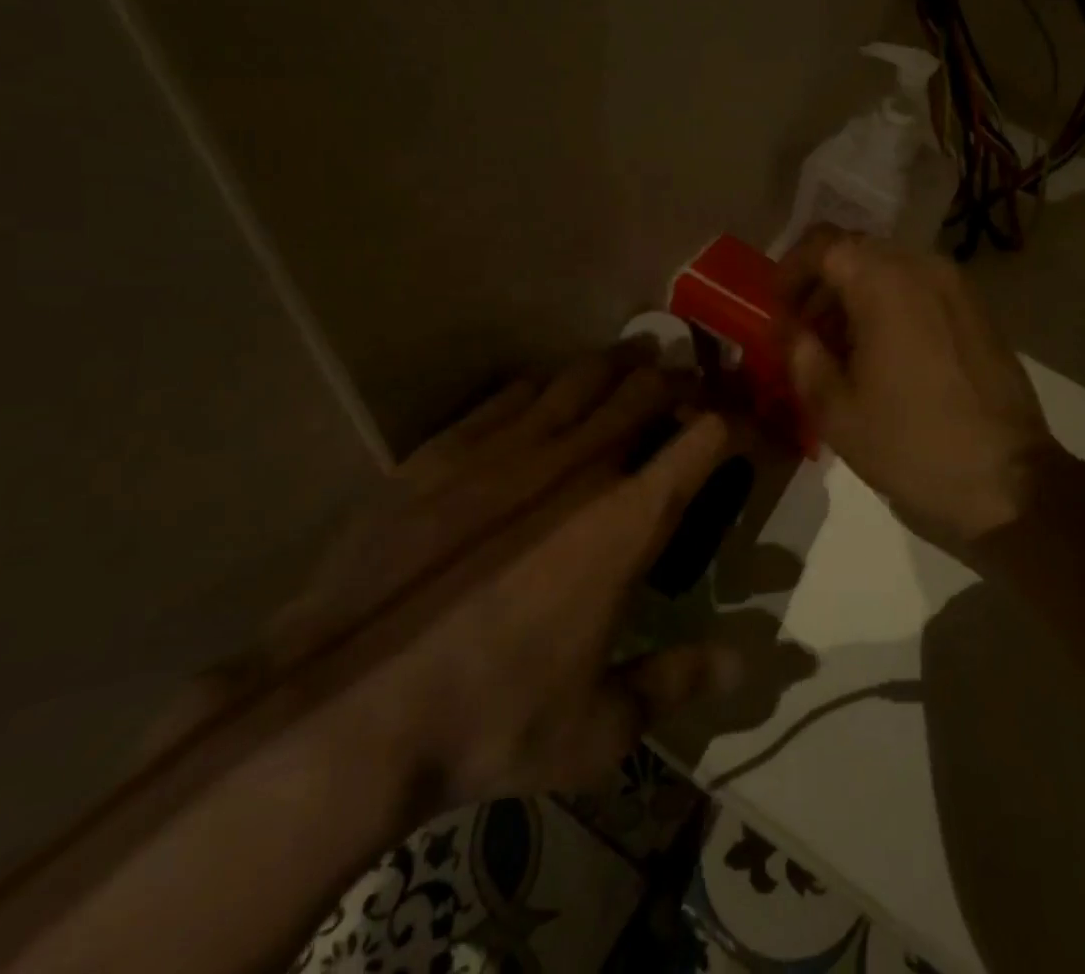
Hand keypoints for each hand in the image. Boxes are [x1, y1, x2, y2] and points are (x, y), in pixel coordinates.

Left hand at [281, 342, 745, 802]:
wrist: (340, 714)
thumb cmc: (487, 722)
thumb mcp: (596, 730)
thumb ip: (676, 684)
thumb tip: (744, 664)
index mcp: (625, 523)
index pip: (701, 442)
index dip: (730, 424)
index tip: (739, 427)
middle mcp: (577, 467)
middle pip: (644, 391)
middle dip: (677, 378)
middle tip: (689, 379)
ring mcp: (506, 450)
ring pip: (580, 377)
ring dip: (617, 362)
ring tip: (635, 354)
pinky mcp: (445, 451)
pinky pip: (510, 394)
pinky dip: (544, 384)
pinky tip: (546, 388)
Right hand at [776, 227, 1060, 549]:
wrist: (1008, 482)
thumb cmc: (911, 444)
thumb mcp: (835, 409)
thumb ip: (800, 355)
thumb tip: (790, 330)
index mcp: (885, 282)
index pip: (823, 245)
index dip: (790, 271)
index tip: (778, 310)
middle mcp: (924, 268)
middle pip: (857, 253)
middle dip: (821, 286)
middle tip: (804, 333)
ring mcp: (957, 288)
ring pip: (889, 270)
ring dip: (855, 298)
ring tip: (839, 351)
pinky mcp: (977, 312)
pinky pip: (920, 290)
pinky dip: (889, 307)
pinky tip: (882, 356)